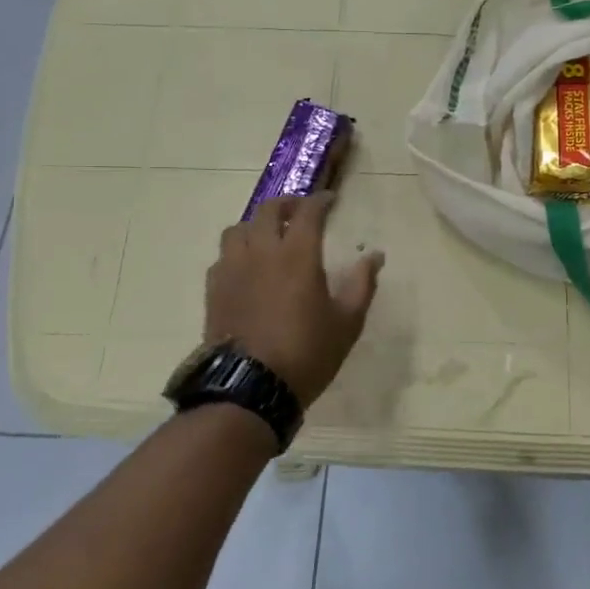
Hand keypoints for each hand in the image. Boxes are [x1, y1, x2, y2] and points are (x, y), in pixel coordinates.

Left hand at [204, 194, 384, 407]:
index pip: (308, 213)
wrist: (250, 388)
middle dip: (287, 205)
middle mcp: (262, 252)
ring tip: (270, 236)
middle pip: (269, 211)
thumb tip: (375, 256)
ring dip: (257, 225)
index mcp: (298, 256)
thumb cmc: (307, 353)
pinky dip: (239, 251)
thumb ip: (362, 284)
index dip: (320, 201)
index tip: (330, 200)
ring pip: (239, 229)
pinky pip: (224, 256)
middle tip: (301, 212)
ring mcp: (233, 269)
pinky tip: (247, 266)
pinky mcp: (214, 289)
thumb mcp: (347, 322)